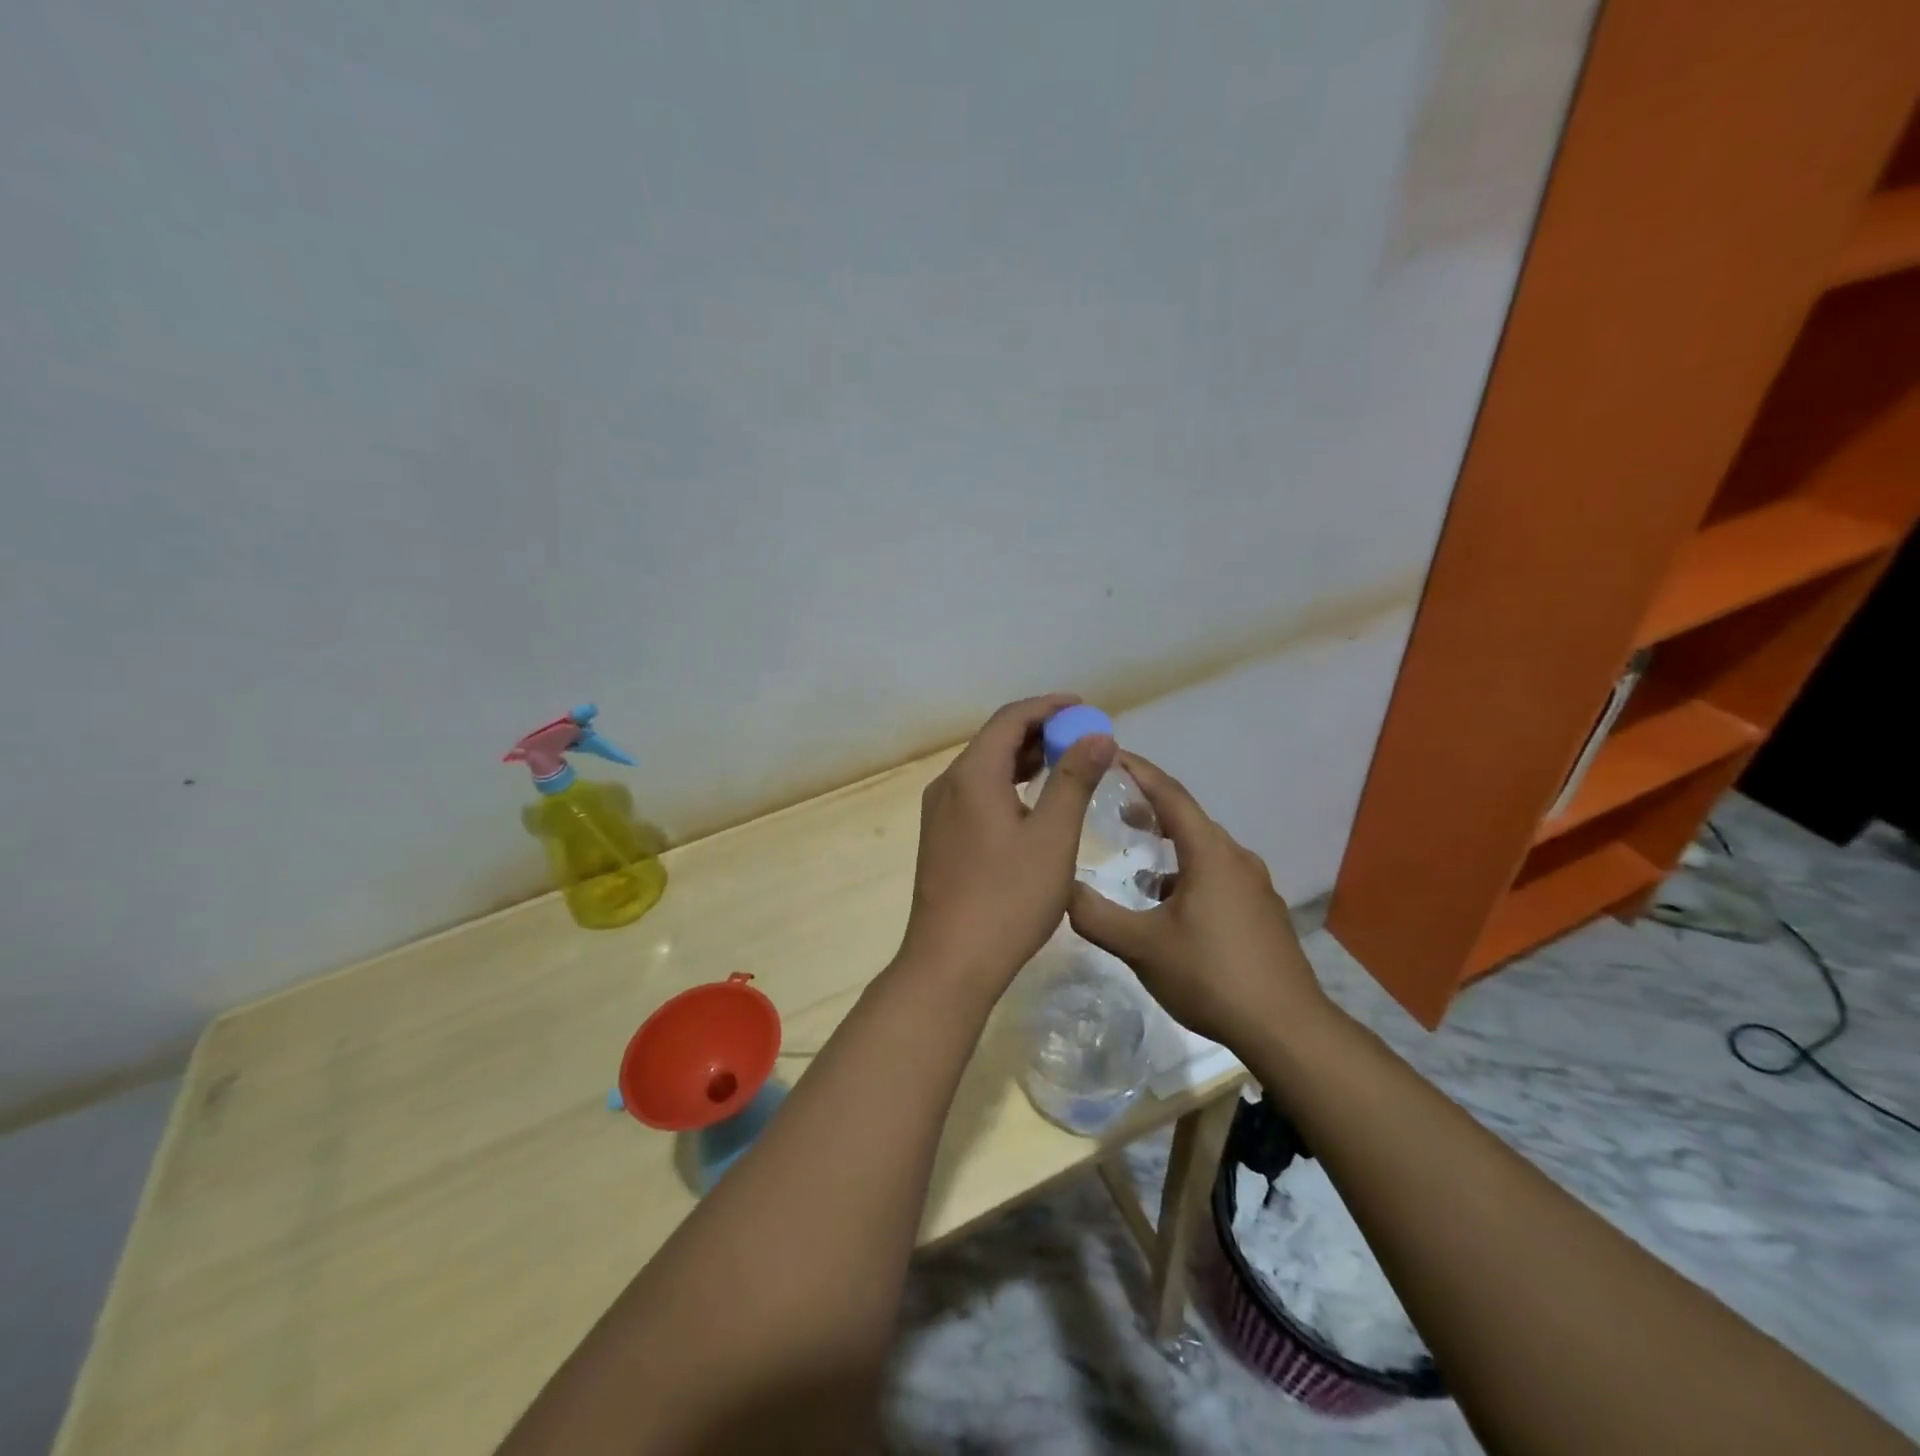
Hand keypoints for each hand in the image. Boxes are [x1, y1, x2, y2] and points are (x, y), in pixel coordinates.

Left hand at [900, 694, 1115, 986]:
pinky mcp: (941, 838)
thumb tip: (1097, 735)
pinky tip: (1034, 803)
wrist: (950, 963)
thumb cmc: (1008, 898)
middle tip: (1083, 739)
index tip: (1085, 709)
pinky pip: (977, 794)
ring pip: (986, 768)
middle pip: (995, 740)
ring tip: (1067, 764)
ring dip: (1025, 760)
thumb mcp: (1053, 837)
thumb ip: (1075, 780)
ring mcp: (940, 813)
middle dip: (1040, 732)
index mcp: (971, 775)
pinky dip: (1009, 786)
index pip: (1010, 718)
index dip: (1049, 707)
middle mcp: (948, 784)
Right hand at [1067, 751, 1328, 1047]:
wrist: (1286, 1028)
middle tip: (1112, 801)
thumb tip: (1061, 889)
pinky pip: (1216, 873)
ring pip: (1202, 849)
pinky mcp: (1260, 911)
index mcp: (1210, 853)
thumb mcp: (1141, 946)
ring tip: (1136, 851)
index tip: (1110, 753)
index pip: (1170, 795)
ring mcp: (1254, 885)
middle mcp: (1235, 858)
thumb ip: (1096, 915)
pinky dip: (1186, 871)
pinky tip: (1166, 901)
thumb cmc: (1210, 975)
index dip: (1139, 771)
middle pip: (1188, 818)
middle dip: (1149, 806)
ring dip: (1168, 843)